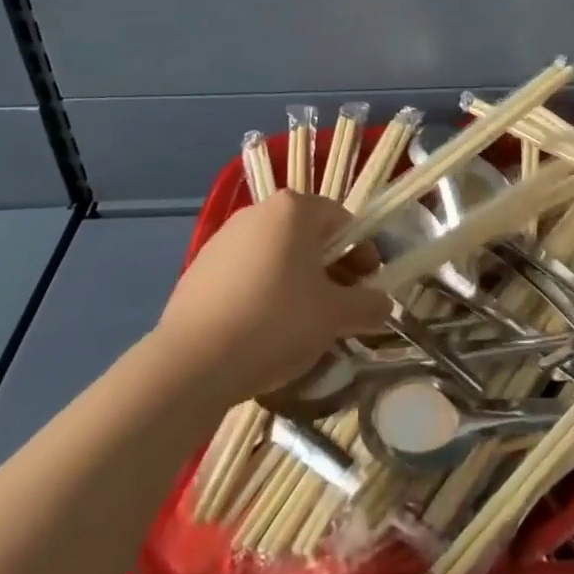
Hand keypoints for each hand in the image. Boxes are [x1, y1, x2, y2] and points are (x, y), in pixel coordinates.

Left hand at [151, 191, 390, 399]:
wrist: (189, 365)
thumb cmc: (274, 323)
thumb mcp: (334, 317)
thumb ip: (367, 305)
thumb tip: (384, 305)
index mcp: (294, 208)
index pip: (342, 221)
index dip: (363, 253)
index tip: (369, 287)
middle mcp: (258, 212)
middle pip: (308, 236)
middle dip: (330, 269)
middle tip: (340, 308)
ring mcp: (223, 239)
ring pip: (276, 255)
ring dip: (297, 282)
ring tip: (303, 326)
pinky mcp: (198, 270)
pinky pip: (245, 275)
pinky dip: (262, 294)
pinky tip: (263, 332)